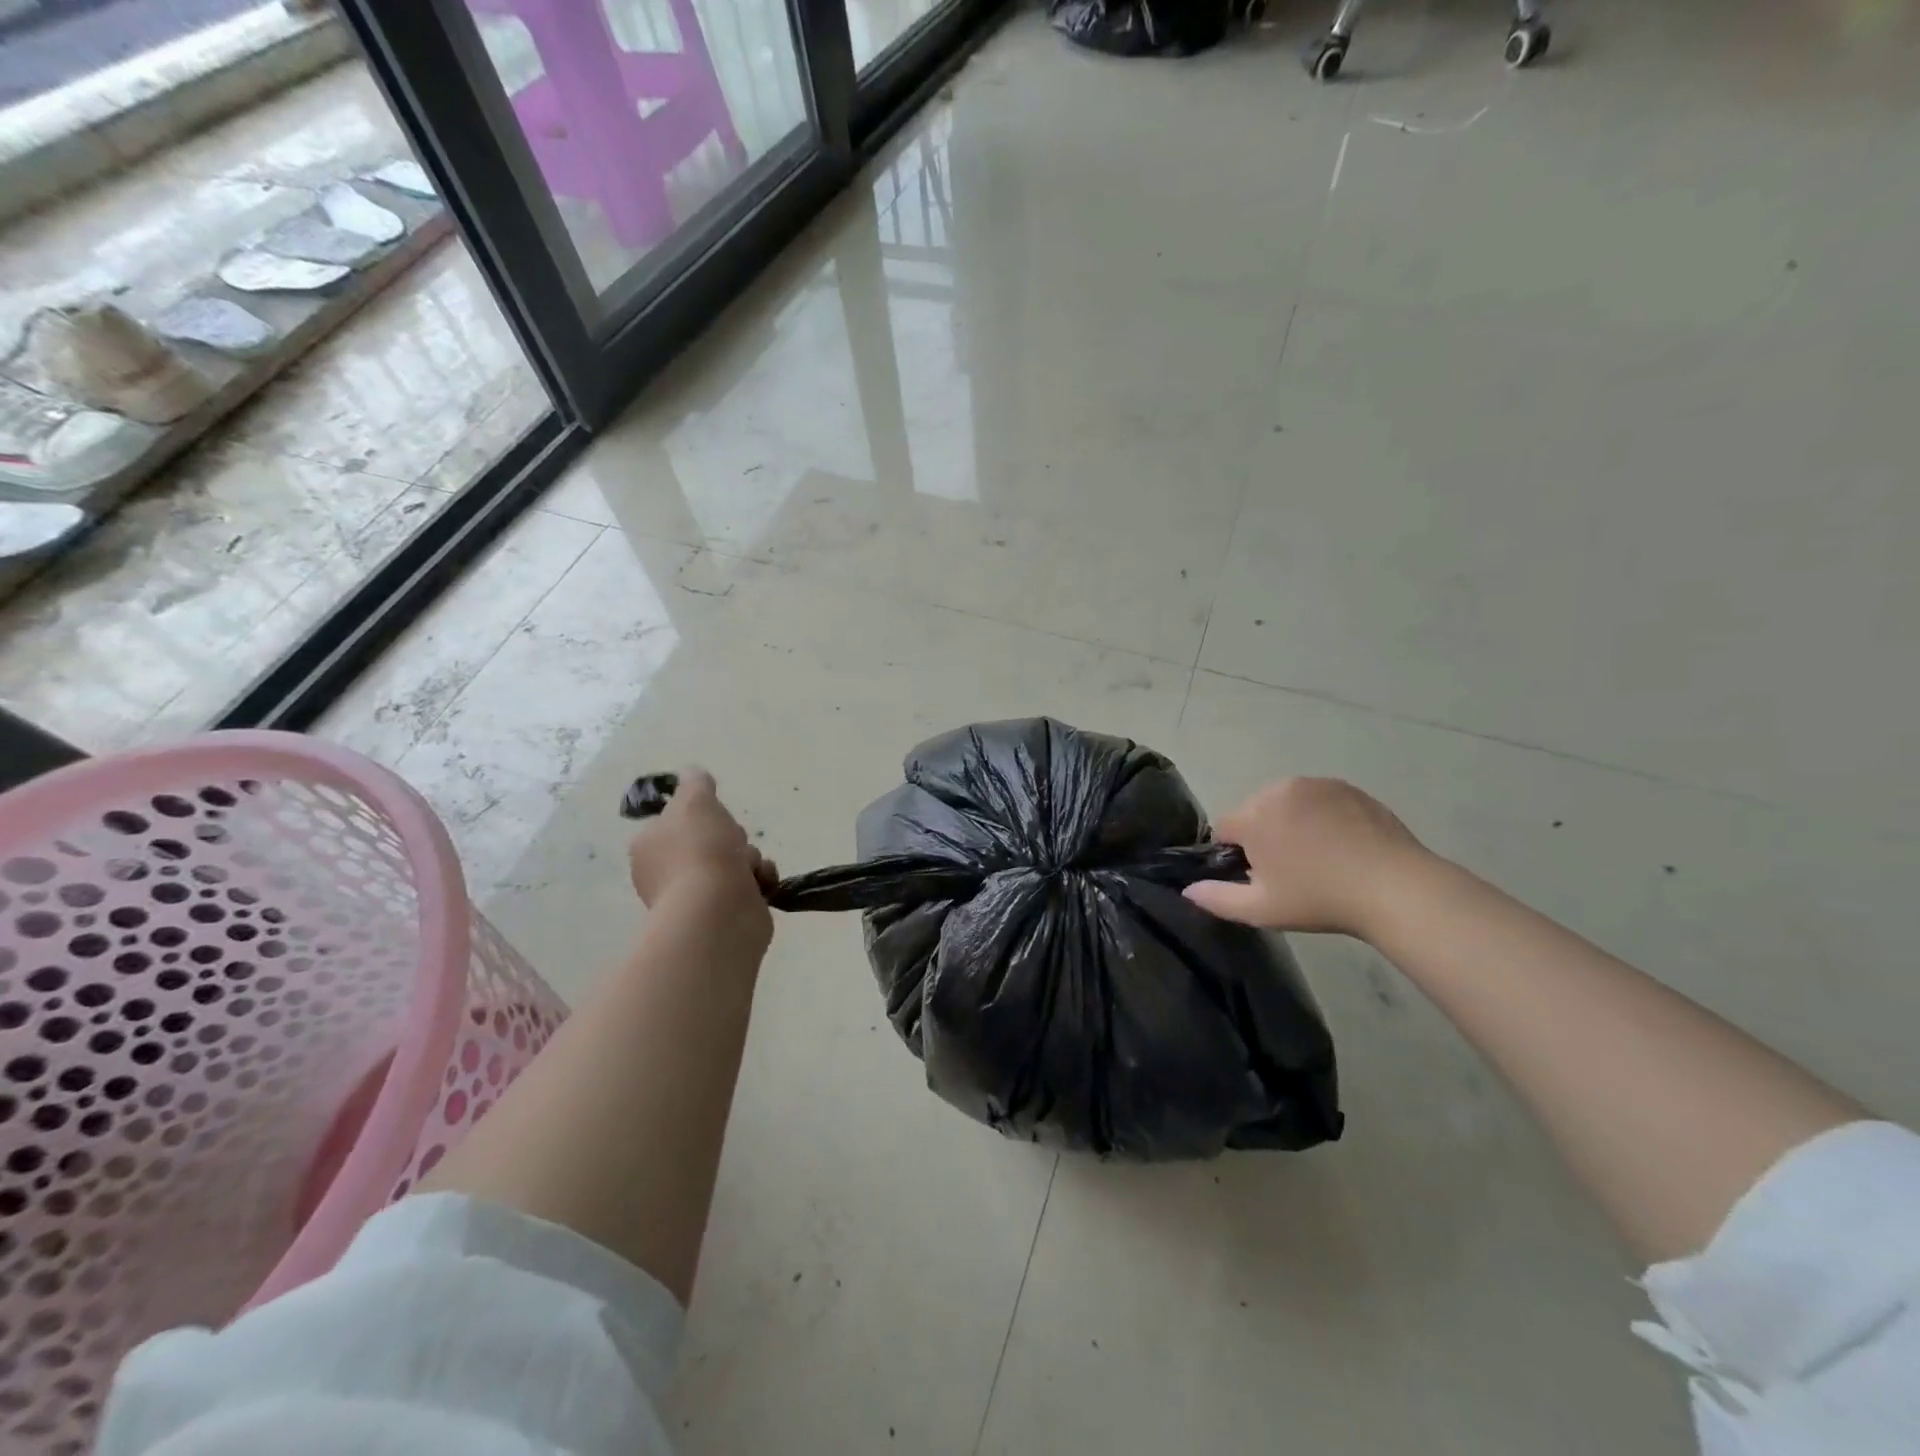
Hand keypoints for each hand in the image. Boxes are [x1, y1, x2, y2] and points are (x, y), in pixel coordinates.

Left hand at [628, 768, 777, 924]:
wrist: (719, 909)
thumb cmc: (700, 850)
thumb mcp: (695, 800)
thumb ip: (695, 782)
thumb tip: (693, 773)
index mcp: (649, 846)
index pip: (678, 821)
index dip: (702, 816)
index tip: (714, 817)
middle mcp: (666, 874)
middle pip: (710, 841)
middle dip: (732, 838)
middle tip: (733, 842)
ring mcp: (695, 897)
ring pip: (734, 862)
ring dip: (750, 859)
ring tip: (751, 868)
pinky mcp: (723, 914)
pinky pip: (748, 886)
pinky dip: (760, 880)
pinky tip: (762, 882)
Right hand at [1184, 777, 1430, 938]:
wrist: (1394, 888)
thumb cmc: (1320, 900)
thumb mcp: (1261, 909)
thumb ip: (1217, 898)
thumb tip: (1187, 889)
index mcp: (1253, 816)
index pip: (1224, 828)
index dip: (1236, 853)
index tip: (1260, 876)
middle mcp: (1278, 790)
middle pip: (1254, 811)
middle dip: (1262, 834)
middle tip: (1291, 869)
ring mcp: (1315, 784)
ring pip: (1284, 802)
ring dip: (1290, 822)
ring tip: (1318, 854)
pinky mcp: (1345, 787)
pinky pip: (1316, 798)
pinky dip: (1319, 815)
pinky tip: (1340, 843)